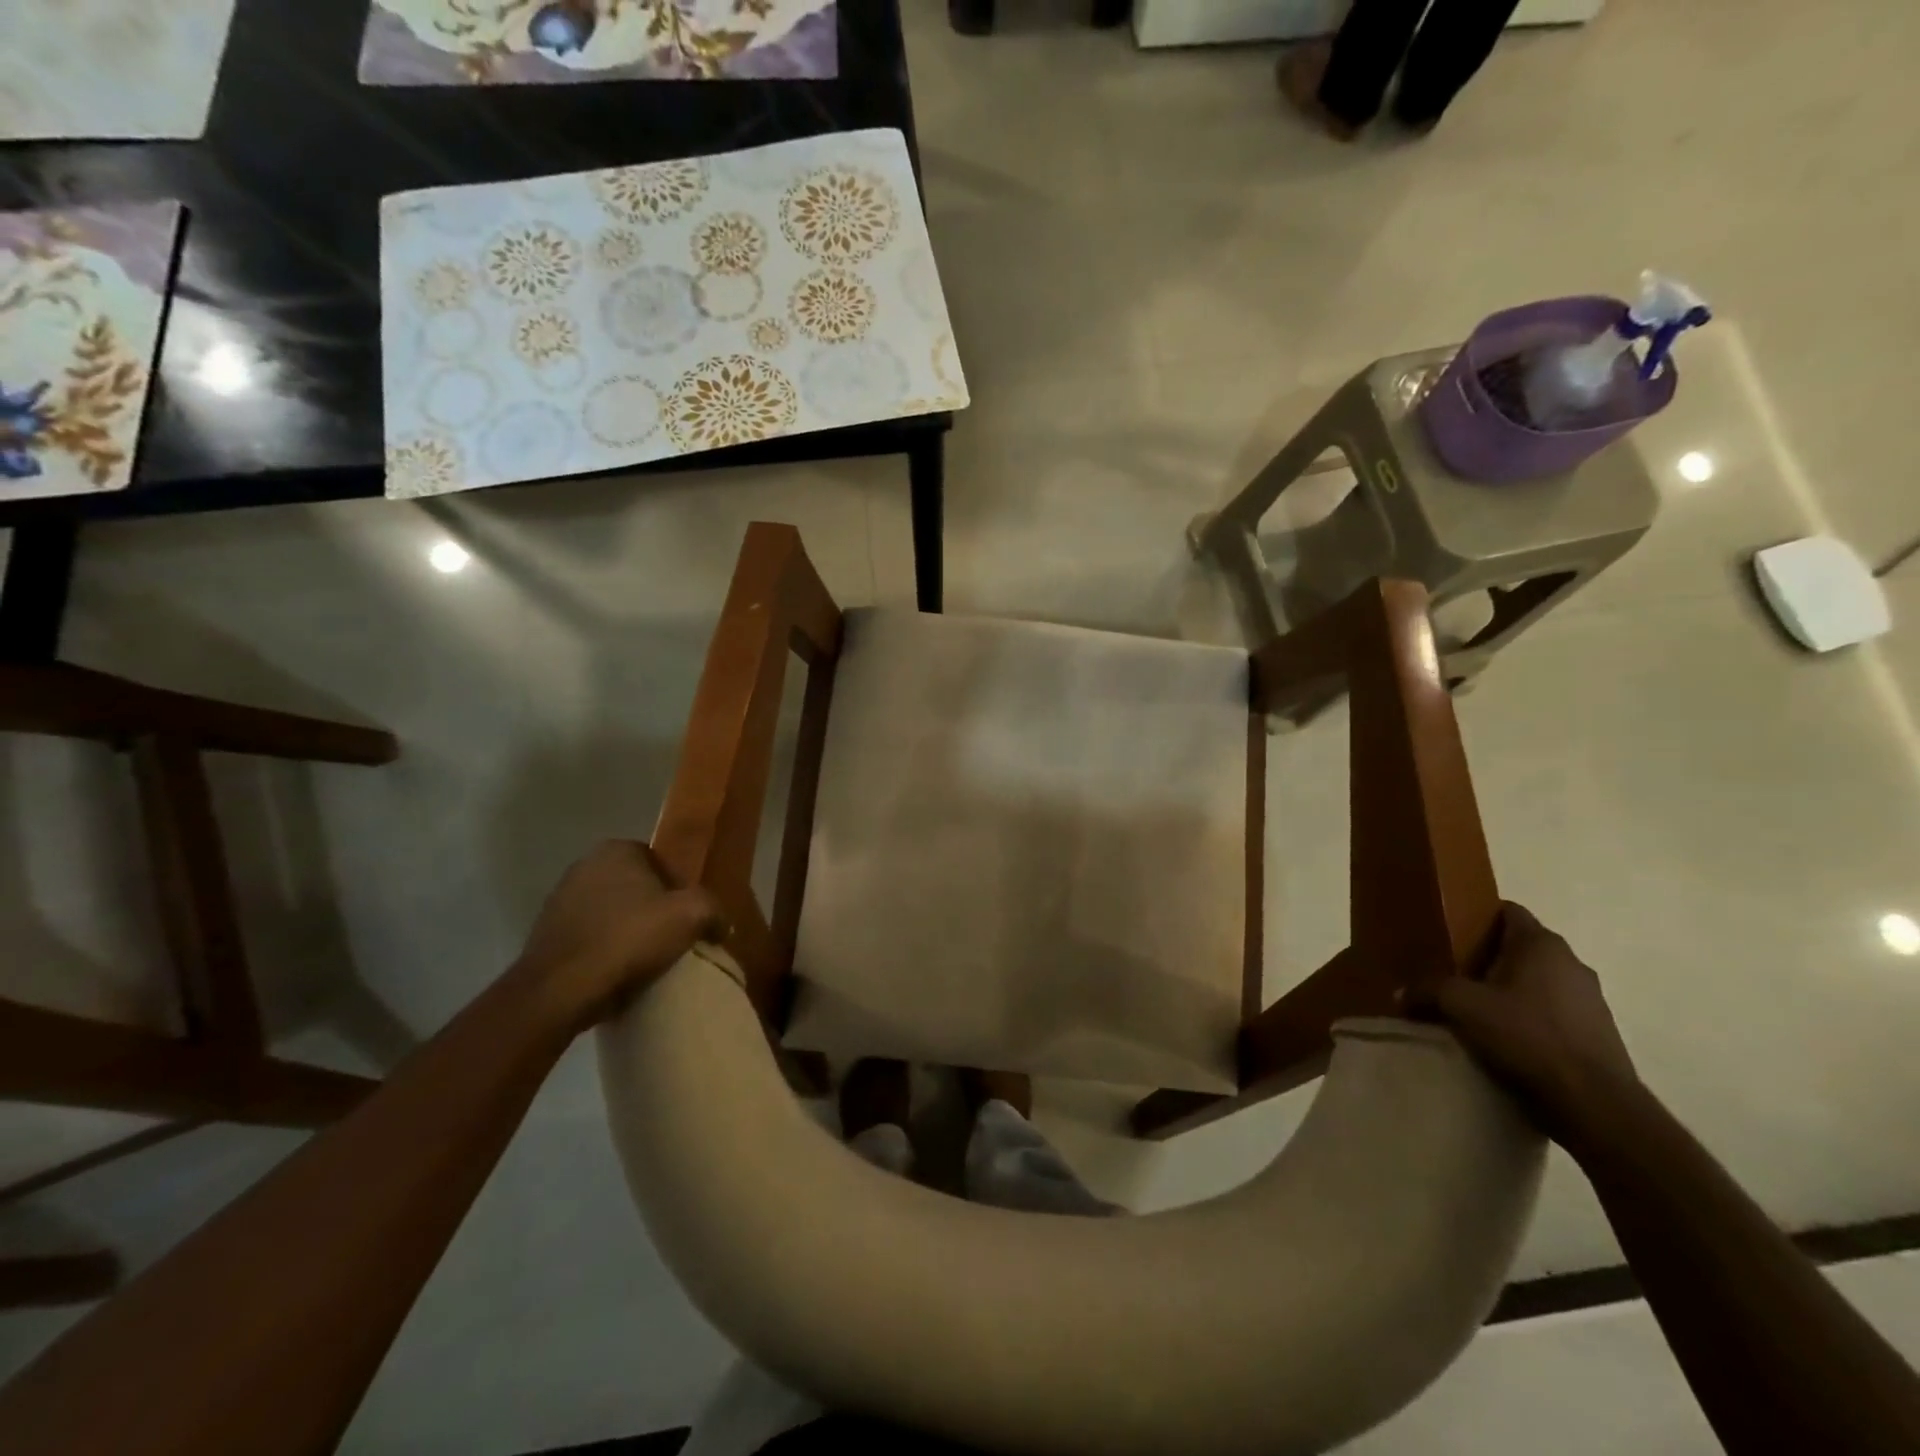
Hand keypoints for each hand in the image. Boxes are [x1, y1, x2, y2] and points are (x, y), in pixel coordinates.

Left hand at [514, 841, 721, 1032]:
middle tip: (672, 939)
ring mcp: (559, 900)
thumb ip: (714, 910)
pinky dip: (605, 950)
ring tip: (646, 961)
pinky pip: (590, 937)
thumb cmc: (630, 939)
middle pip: (636, 888)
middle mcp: (584, 865)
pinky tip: (617, 972)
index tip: (689, 920)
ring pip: (612, 913)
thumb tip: (721, 923)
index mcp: (617, 850)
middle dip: (654, 910)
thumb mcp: (692, 916)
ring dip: (628, 931)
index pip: (662, 864)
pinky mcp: (545, 934)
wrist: (560, 990)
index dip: (680, 892)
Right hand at [1408, 902, 1638, 1144]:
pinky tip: (1508, 1038)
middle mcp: (1571, 962)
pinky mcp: (1599, 1032)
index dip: (1477, 917)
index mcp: (1541, 944)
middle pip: (1520, 947)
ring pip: (1538, 980)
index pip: (1507, 911)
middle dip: (1488, 958)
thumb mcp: (1461, 1006)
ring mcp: (1591, 998)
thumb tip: (1401, 993)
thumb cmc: (1526, 1035)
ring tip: (1478, 1010)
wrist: (1594, 1103)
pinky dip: (1530, 1016)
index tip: (1451, 935)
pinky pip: (1554, 1010)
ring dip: (1510, 989)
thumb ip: (1427, 991)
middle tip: (1454, 974)